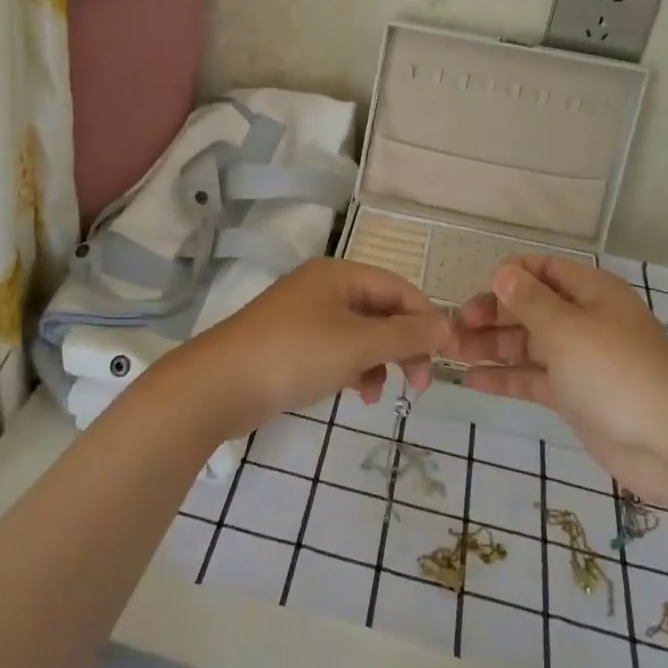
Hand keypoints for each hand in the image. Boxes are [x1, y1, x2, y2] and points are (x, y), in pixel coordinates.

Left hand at [183, 258, 448, 435]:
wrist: (219, 385)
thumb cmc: (296, 354)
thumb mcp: (359, 344)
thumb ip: (407, 335)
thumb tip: (448, 325)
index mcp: (340, 274)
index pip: (399, 288)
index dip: (426, 320)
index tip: (446, 359)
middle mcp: (323, 287)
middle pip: (380, 310)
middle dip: (403, 345)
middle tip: (418, 384)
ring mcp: (304, 316)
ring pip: (360, 333)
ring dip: (378, 361)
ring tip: (375, 394)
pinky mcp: (290, 344)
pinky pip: (336, 350)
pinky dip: (352, 368)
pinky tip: (353, 392)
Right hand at [447, 256, 667, 506]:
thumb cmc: (616, 371)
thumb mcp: (566, 328)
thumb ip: (529, 301)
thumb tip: (503, 273)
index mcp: (589, 291)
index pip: (541, 270)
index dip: (507, 277)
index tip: (475, 294)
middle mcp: (583, 319)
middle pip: (529, 307)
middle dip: (491, 315)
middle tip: (453, 331)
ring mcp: (579, 359)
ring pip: (527, 343)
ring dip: (491, 345)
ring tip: (450, 353)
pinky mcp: (575, 396)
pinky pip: (533, 377)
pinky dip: (505, 376)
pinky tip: (471, 380)